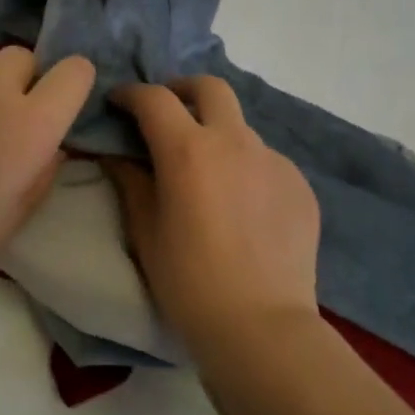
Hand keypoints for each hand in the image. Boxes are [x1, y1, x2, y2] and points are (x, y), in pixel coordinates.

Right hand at [104, 77, 320, 351]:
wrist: (260, 326)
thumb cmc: (188, 281)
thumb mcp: (145, 231)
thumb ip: (129, 181)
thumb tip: (115, 154)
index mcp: (188, 150)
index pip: (154, 100)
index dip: (130, 94)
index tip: (118, 102)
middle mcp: (235, 142)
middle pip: (210, 88)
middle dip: (182, 90)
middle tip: (166, 112)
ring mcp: (274, 161)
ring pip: (240, 127)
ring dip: (216, 133)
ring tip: (206, 172)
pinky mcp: (300, 185)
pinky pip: (265, 161)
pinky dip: (244, 167)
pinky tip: (240, 205)